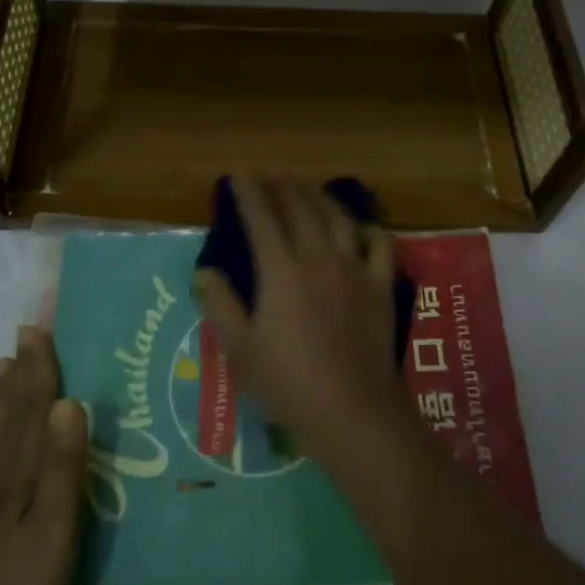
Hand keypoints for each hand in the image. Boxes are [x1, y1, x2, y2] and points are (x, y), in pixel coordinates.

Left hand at [0, 324, 85, 584]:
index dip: (38, 369)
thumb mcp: (54, 526)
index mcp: (19, 472)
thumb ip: (61, 465)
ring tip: (3, 371)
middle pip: (11, 416)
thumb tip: (68, 403)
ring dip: (3, 402)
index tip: (38, 330)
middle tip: (23, 338)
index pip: (32, 409)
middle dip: (20, 375)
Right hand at [193, 177, 409, 463]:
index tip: (239, 175)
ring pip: (338, 218)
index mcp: (281, 270)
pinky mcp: (380, 285)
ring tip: (309, 190)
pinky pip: (380, 245)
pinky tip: (361, 228)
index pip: (262, 218)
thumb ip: (219, 304)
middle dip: (284, 187)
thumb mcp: (240, 349)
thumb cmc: (288, 383)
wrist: (352, 410)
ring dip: (321, 198)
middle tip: (273, 176)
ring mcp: (354, 268)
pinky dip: (369, 229)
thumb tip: (204, 270)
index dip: (249, 193)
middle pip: (301, 209)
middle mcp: (318, 257)